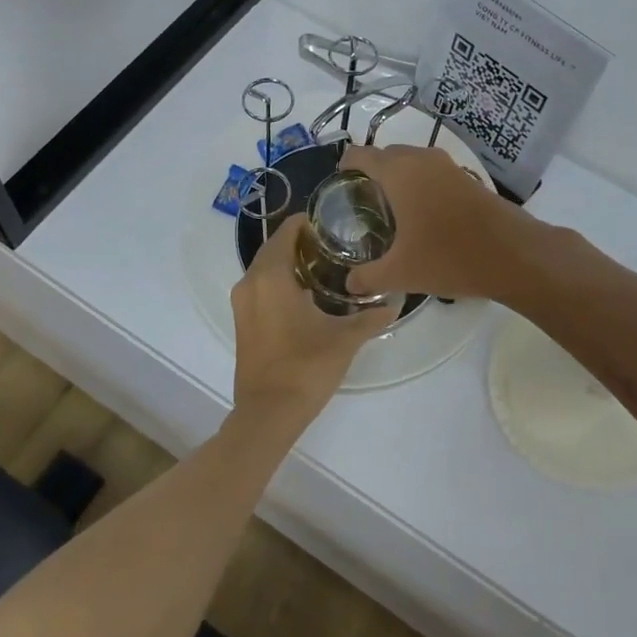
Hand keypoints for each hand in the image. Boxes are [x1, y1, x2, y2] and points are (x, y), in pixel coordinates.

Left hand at [230, 214, 395, 433]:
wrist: (268, 412)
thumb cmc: (306, 367)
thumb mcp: (345, 339)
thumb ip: (370, 318)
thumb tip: (395, 304)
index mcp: (271, 276)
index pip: (286, 232)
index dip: (307, 223)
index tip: (333, 224)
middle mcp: (250, 282)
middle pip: (274, 248)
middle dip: (300, 243)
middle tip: (334, 245)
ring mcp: (242, 303)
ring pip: (265, 269)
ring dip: (288, 264)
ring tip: (324, 267)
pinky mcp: (241, 322)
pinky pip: (260, 288)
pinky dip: (279, 283)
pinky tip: (306, 296)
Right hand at [339, 143, 535, 301]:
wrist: (514, 255)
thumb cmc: (449, 257)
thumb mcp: (400, 273)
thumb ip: (367, 277)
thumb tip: (348, 283)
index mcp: (398, 172)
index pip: (359, 155)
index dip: (344, 168)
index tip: (338, 191)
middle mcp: (421, 159)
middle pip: (385, 156)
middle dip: (370, 175)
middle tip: (361, 207)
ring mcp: (448, 166)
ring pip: (411, 163)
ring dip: (397, 180)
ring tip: (389, 214)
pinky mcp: (467, 178)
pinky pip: (432, 173)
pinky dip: (420, 186)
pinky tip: (421, 218)